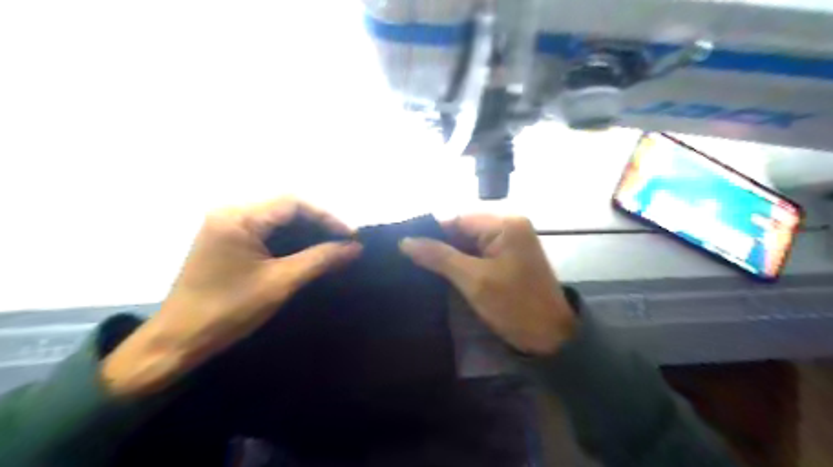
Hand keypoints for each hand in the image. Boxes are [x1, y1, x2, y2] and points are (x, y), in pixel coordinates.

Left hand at [101, 197, 361, 396]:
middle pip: (285, 207)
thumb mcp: (280, 283)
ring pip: (276, 218)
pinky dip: (289, 238)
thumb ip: (320, 260)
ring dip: (306, 229)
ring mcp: (225, 225)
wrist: (177, 341)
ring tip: (332, 244)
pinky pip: (265, 230)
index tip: (351, 236)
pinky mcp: (225, 240)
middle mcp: (230, 212)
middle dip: (318, 222)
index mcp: (238, 217)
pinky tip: (306, 250)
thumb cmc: (228, 310)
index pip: (293, 203)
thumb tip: (354, 248)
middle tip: (344, 241)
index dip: (327, 216)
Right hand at [400, 215, 575, 357]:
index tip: (403, 244)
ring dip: (448, 254)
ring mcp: (510, 241)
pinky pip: (478, 253)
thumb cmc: (515, 306)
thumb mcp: (474, 280)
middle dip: (438, 243)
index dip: (430, 231)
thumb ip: (439, 257)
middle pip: (463, 228)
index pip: (457, 218)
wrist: (551, 337)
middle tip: (406, 256)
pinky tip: (440, 270)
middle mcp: (508, 225)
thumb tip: (405, 241)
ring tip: (416, 263)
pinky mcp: (508, 257)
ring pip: (468, 242)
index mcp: (505, 224)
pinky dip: (461, 261)